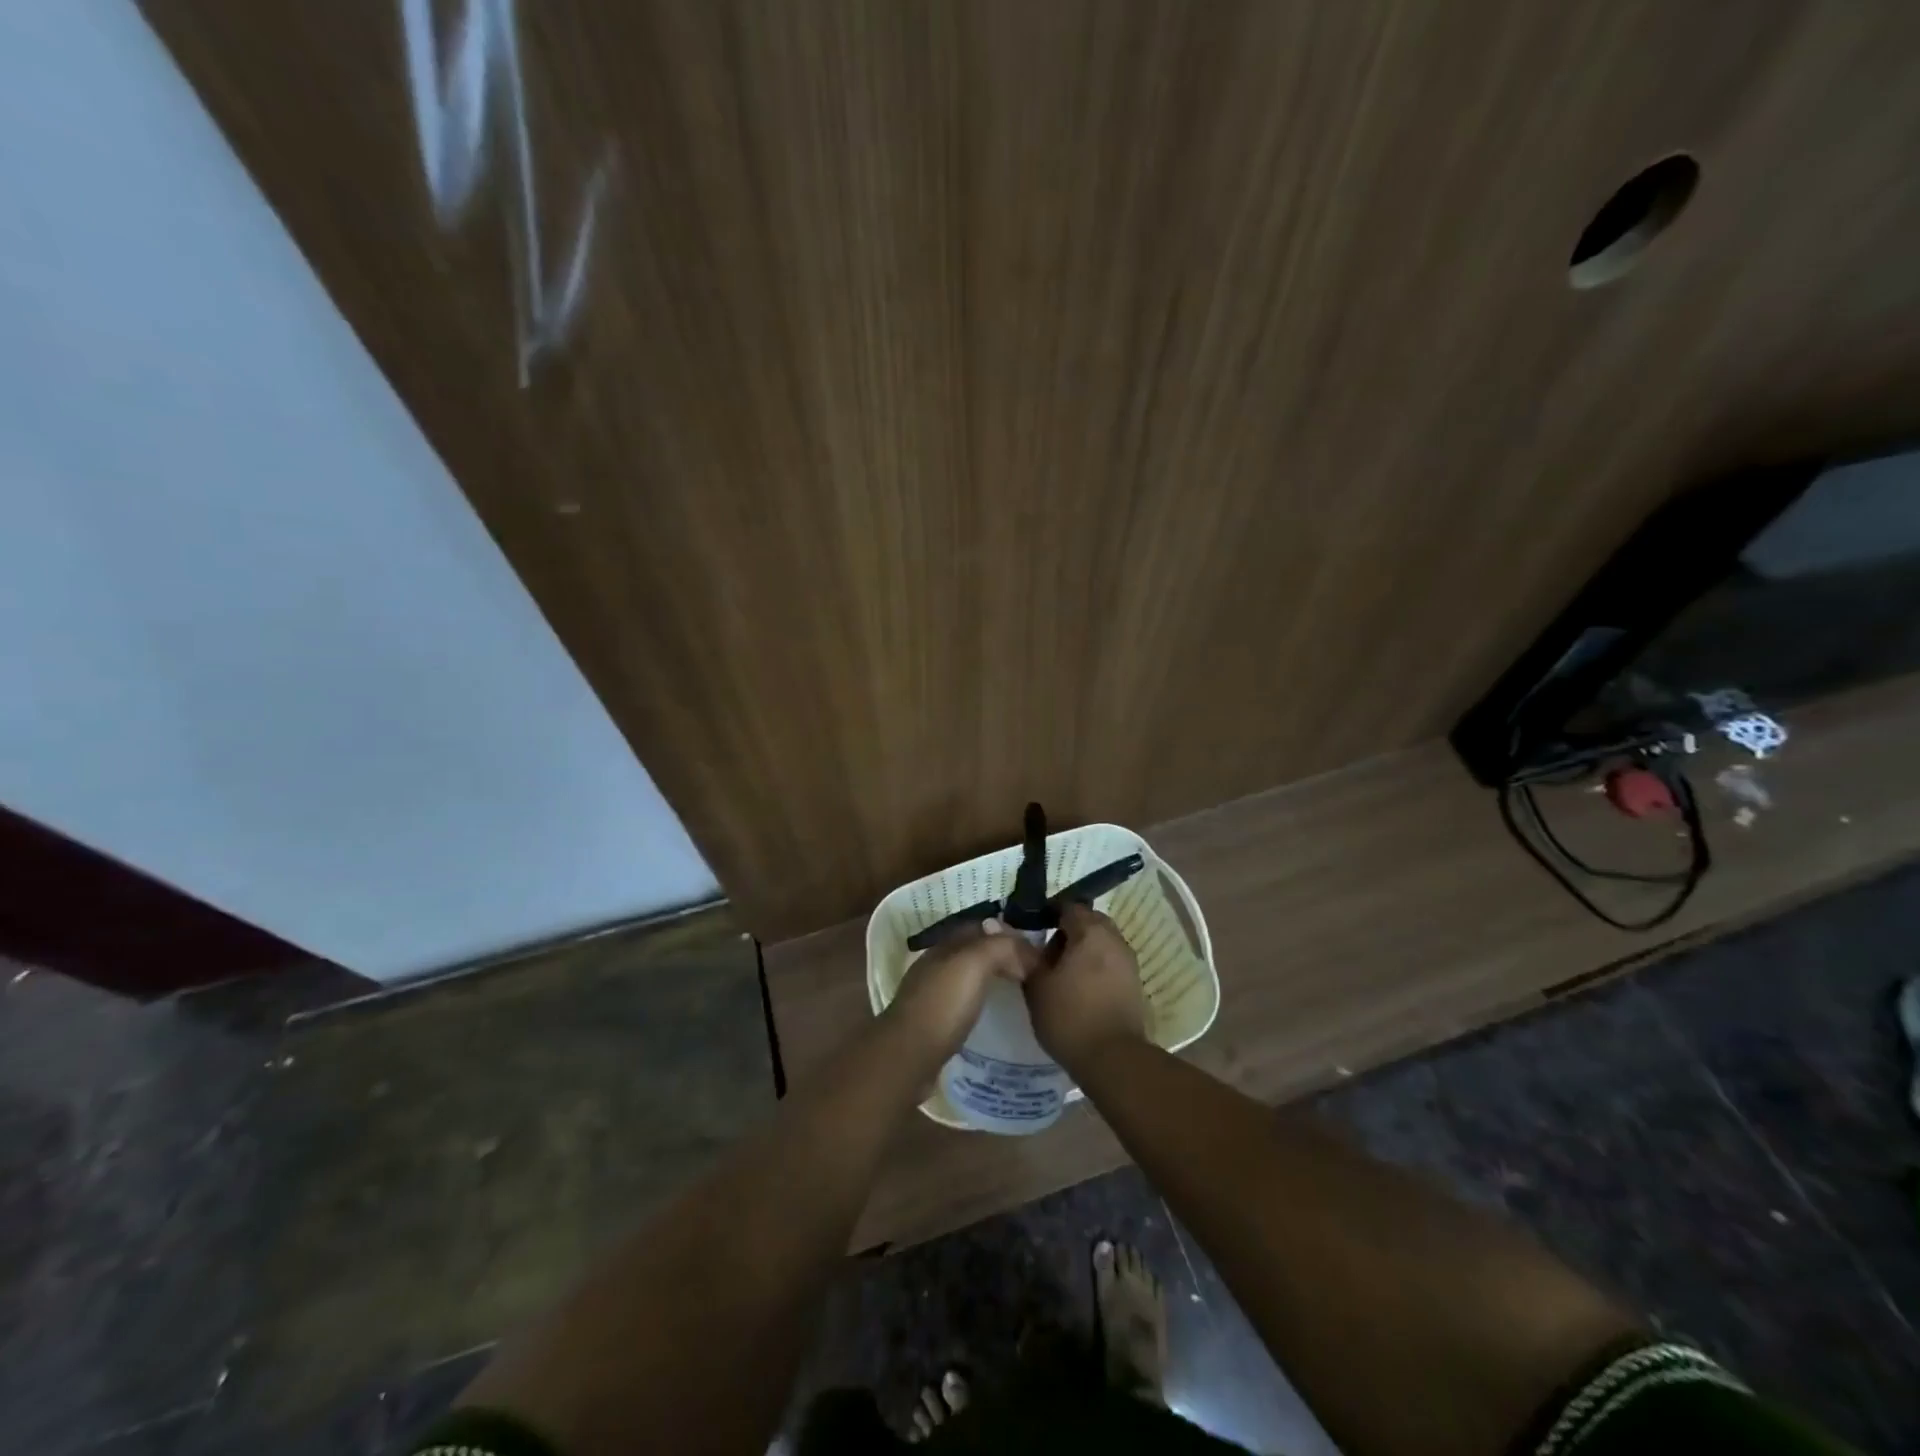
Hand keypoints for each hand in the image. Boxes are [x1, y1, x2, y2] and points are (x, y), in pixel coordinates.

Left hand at [885, 919, 1040, 1064]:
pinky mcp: (933, 1022)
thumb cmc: (942, 1005)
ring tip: (1020, 992)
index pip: (981, 927)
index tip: (1036, 950)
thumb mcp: (974, 964)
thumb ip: (1001, 947)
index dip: (1008, 933)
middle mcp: (936, 965)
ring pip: (968, 976)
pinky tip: (994, 1013)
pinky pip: (964, 1002)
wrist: (908, 1056)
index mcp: (944, 945)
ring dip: (992, 978)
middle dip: (1002, 955)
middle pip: (974, 951)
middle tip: (1033, 972)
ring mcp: (932, 994)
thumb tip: (1028, 950)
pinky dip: (982, 1001)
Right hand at [1024, 903, 1146, 1072]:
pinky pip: (1110, 962)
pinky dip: (1094, 966)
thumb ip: (1022, 954)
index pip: (1068, 907)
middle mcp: (1114, 938)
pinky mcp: (1134, 983)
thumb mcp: (1036, 985)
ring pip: (1101, 942)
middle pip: (1088, 922)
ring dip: (1082, 950)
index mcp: (1090, 931)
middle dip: (1067, 931)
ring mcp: (1128, 961)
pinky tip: (1078, 989)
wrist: (1113, 1059)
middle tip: (1044, 953)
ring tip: (1060, 974)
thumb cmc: (1069, 1016)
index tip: (1031, 929)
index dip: (1048, 913)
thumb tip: (999, 928)